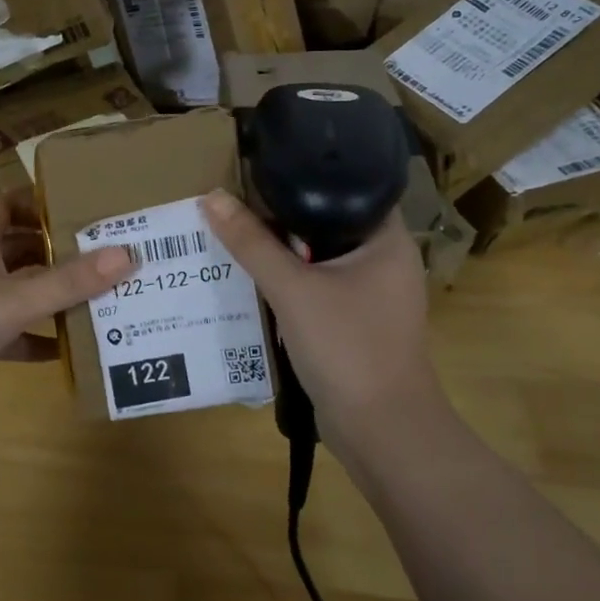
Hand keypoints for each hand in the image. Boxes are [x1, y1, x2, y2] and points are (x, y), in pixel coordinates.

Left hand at [0, 195, 133, 414]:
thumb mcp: (15, 300)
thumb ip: (69, 281)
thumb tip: (126, 254)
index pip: (3, 205)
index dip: (35, 201)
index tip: (77, 206)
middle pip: (15, 248)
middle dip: (53, 250)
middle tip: (101, 255)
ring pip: (13, 291)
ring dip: (47, 295)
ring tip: (95, 297)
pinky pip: (7, 333)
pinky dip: (33, 338)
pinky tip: (65, 350)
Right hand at [202, 190, 448, 460]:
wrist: (380, 430)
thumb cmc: (348, 346)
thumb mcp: (292, 289)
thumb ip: (252, 243)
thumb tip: (212, 196)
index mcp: (387, 240)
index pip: (348, 188)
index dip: (304, 177)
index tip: (260, 170)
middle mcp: (384, 262)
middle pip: (326, 224)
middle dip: (281, 218)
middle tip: (236, 203)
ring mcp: (371, 296)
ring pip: (318, 260)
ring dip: (282, 254)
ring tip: (236, 234)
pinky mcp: (355, 324)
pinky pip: (316, 290)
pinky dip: (289, 284)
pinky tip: (253, 281)